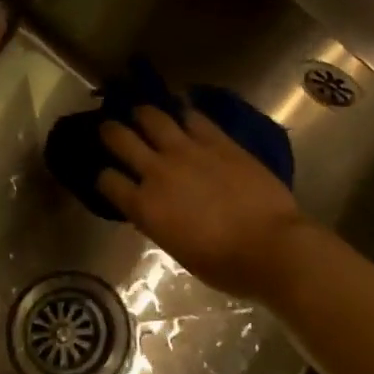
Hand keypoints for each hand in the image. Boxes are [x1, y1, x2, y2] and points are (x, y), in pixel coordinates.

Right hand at [97, 105, 314, 303]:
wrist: (269, 246)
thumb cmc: (223, 264)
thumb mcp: (177, 250)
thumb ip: (159, 223)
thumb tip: (155, 210)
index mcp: (144, 207)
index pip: (107, 181)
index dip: (104, 177)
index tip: (108, 176)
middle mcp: (158, 171)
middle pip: (120, 139)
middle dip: (111, 132)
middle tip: (110, 128)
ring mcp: (188, 151)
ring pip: (154, 117)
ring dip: (144, 113)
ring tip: (143, 112)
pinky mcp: (218, 141)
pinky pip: (194, 117)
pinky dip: (184, 112)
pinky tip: (182, 109)